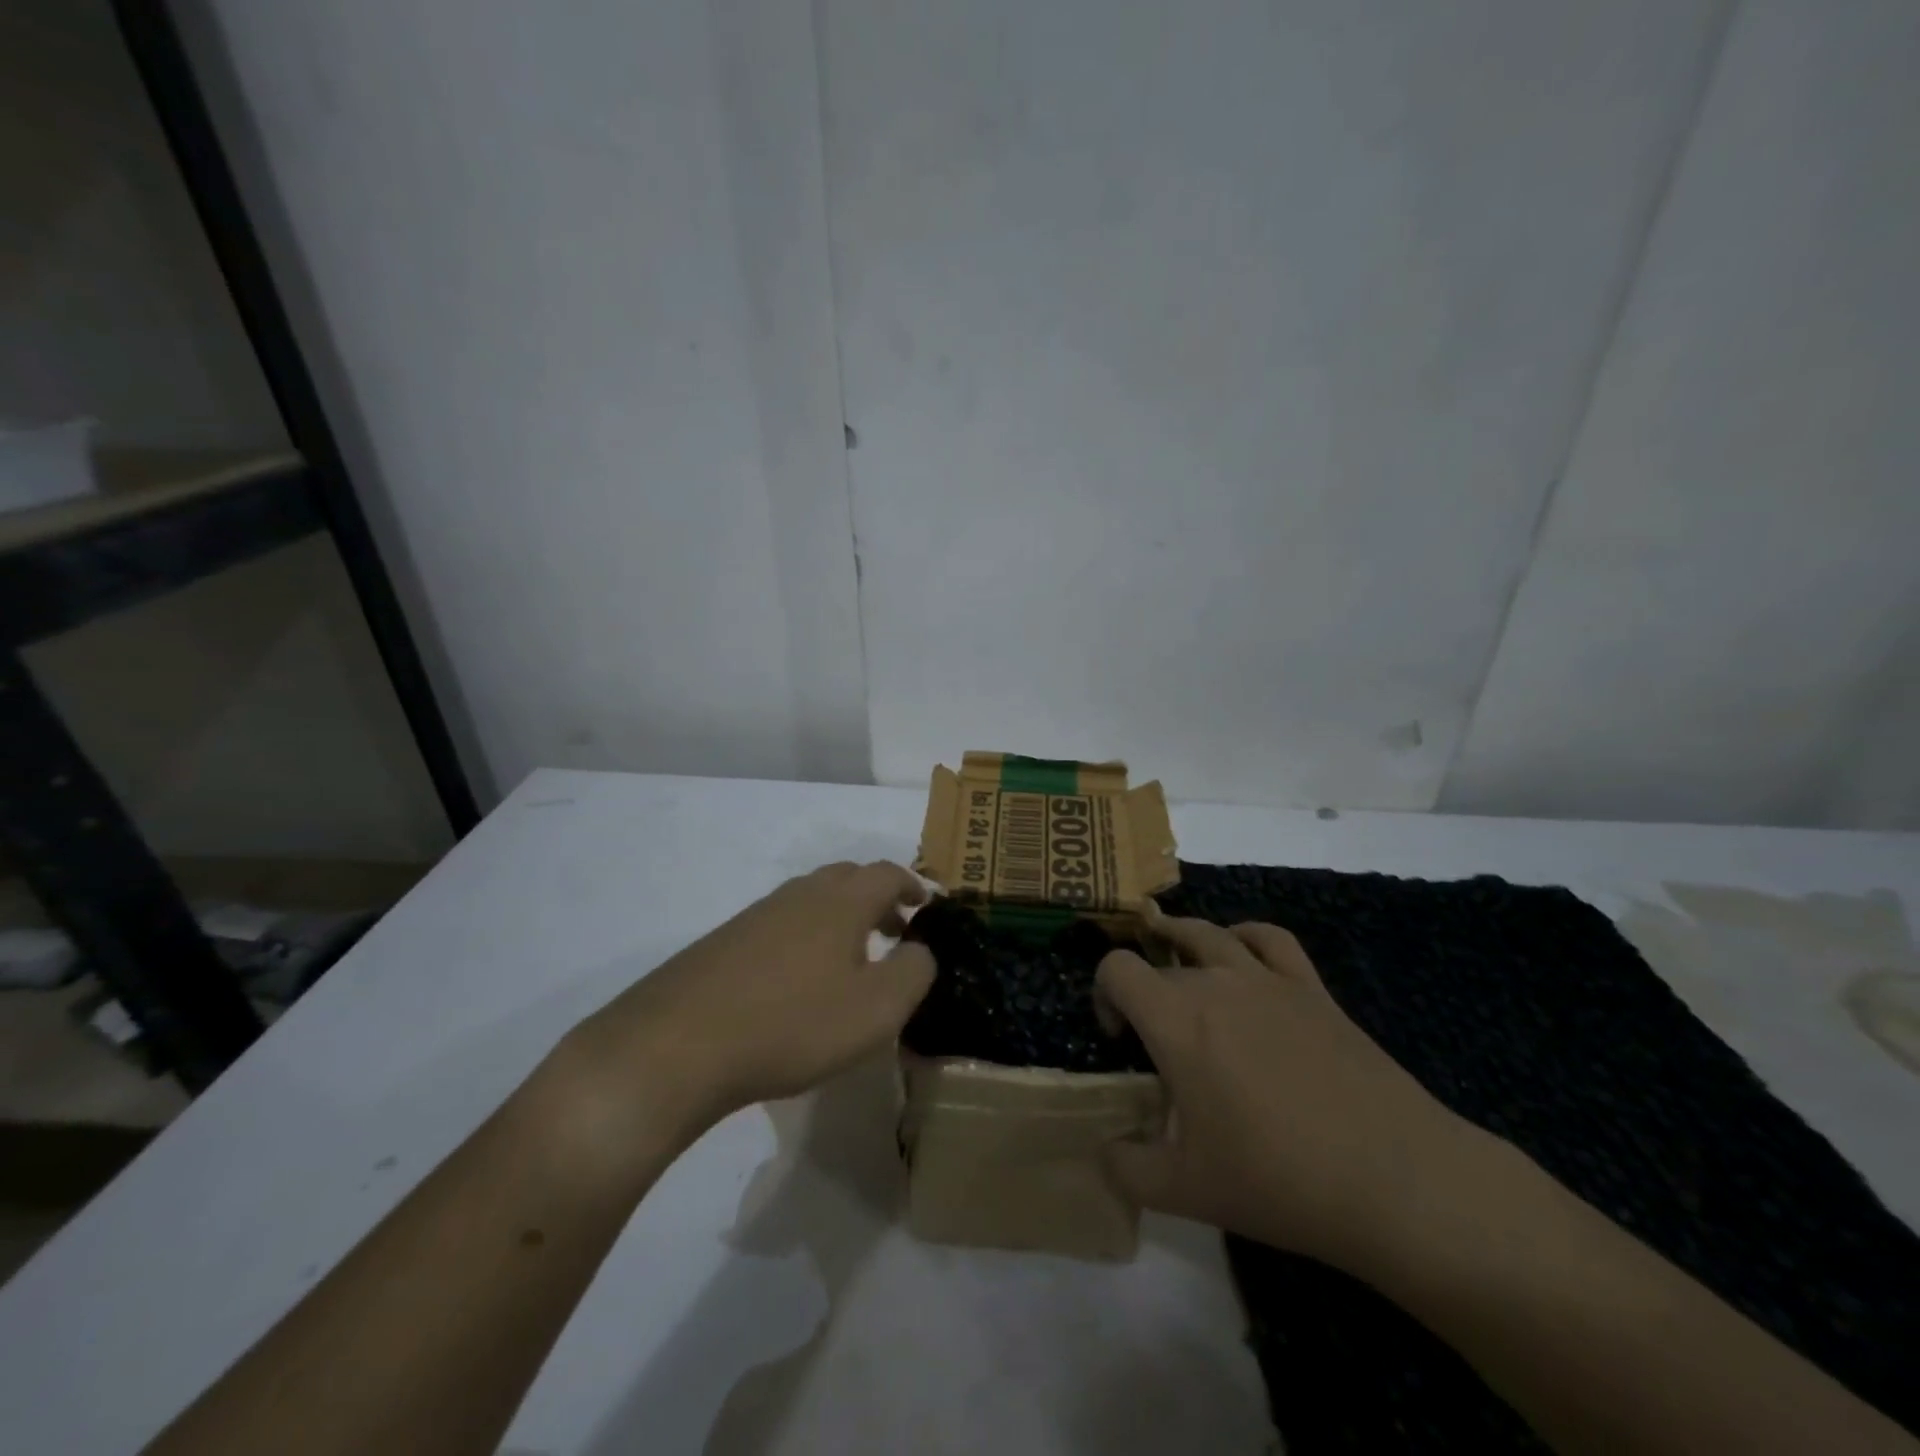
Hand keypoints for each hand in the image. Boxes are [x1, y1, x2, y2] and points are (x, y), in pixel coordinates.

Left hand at [565, 861, 933, 1146]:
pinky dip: (806, 937)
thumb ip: (914, 972)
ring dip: (841, 918)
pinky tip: (799, 980)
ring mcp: (757, 915)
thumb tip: (922, 949)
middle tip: (895, 930)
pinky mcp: (725, 941)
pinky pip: (781, 924)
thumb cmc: (793, 1023)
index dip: (912, 885)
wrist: (678, 1045)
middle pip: (847, 878)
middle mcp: (800, 895)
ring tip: (851, 959)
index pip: (887, 873)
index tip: (927, 906)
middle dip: (878, 898)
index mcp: (840, 901)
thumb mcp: (876, 1009)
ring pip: (811, 900)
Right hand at [1097, 915, 1478, 1269]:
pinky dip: (1245, 937)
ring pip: (1209, 933)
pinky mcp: (1312, 989)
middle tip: (1158, 1039)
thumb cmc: (1278, 1179)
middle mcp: (1215, 983)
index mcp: (1175, 1019)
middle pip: (1161, 956)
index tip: (1119, 1040)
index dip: (1103, 995)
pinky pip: (1270, 939)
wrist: (1395, 1181)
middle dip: (1146, 988)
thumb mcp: (1184, 1190)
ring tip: (1181, 969)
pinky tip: (1243, 957)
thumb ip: (1127, 1168)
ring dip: (1182, 941)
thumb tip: (1104, 1154)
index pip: (1116, 969)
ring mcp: (1267, 979)